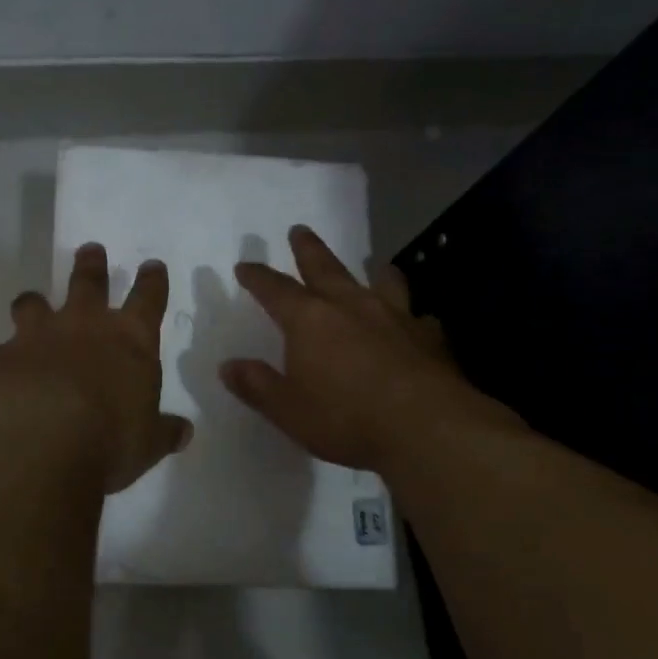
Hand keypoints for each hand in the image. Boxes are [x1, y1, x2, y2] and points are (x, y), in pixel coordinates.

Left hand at [0, 243, 193, 493]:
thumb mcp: (148, 444)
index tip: (152, 266)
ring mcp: (36, 337)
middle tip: (90, 251)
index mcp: (129, 340)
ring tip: (32, 304)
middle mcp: (83, 326)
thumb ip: (164, 431)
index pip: (148, 299)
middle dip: (91, 265)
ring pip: (32, 304)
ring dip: (34, 303)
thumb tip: (184, 431)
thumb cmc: (110, 443)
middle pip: (88, 282)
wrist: (43, 448)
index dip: (152, 281)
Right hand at [221, 224, 522, 473]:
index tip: (245, 266)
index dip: (258, 277)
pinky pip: (417, 317)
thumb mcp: (288, 410)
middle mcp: (351, 306)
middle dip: (308, 249)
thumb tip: (228, 366)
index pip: (275, 289)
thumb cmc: (346, 418)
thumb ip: (257, 385)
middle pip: (325, 267)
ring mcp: (395, 317)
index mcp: (309, 320)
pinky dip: (411, 316)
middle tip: (299, 230)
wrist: (426, 427)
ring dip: (373, 271)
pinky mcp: (429, 337)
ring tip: (374, 264)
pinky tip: (415, 323)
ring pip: (381, 281)